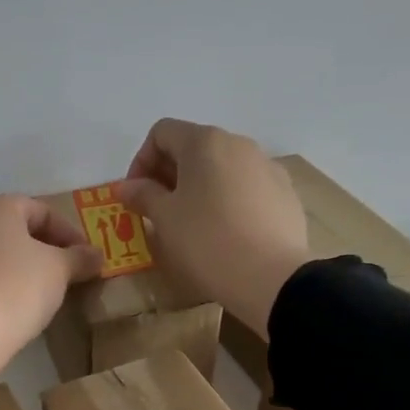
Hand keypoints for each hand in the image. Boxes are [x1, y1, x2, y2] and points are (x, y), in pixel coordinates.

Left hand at [0, 195, 103, 383]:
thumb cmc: (15, 288)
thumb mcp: (58, 271)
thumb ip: (79, 258)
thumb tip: (95, 255)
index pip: (42, 211)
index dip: (70, 234)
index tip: (87, 260)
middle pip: (16, 230)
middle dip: (45, 250)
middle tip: (68, 275)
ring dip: (22, 268)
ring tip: (44, 293)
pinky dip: (0, 284)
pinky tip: (15, 306)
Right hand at [116, 119, 311, 339]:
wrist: (272, 277)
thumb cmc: (207, 240)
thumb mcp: (165, 219)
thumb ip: (142, 195)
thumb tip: (125, 186)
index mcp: (205, 142)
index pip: (162, 133)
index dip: (141, 161)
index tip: (135, 195)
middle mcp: (239, 144)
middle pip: (193, 147)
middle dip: (168, 174)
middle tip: (157, 210)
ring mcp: (267, 167)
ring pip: (221, 168)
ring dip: (198, 187)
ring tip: (190, 223)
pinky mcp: (285, 193)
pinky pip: (245, 187)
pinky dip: (226, 200)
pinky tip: (224, 232)